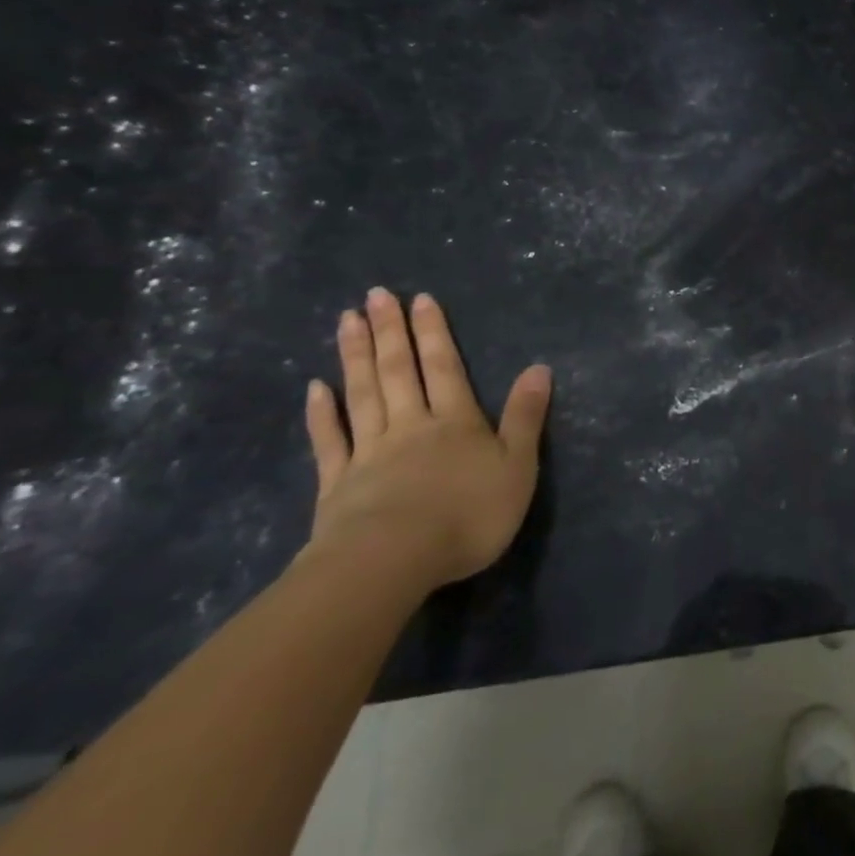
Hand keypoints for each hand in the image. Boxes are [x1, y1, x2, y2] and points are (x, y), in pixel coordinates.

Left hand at [303, 287, 552, 589]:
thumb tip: (539, 369)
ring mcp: (369, 452)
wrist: (392, 561)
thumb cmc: (467, 515)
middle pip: (399, 371)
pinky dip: (322, 413)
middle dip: (390, 331)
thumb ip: (526, 417)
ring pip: (363, 394)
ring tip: (347, 321)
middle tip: (376, 295)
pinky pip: (329, 440)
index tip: (421, 299)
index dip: (434, 333)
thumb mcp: (517, 467)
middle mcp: (411, 425)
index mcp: (456, 422)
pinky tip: (315, 387)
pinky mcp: (337, 484)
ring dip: (356, 356)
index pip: (445, 368)